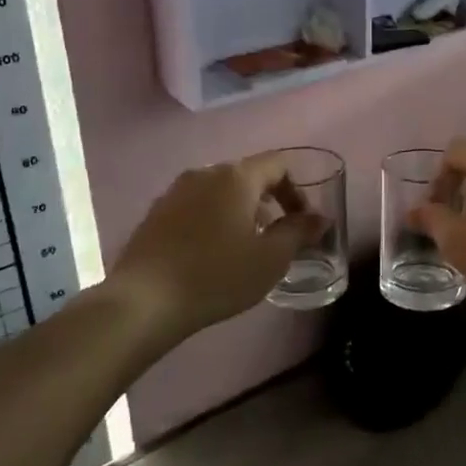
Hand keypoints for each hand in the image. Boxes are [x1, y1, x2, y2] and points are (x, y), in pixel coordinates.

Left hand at [109, 153, 325, 339]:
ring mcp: (175, 191)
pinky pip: (195, 206)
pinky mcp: (155, 213)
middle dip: (268, 201)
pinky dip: (213, 220)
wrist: (145, 301)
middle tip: (276, 237)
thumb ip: (299, 232)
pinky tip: (211, 254)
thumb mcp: (271, 258)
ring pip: (220, 191)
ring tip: (244, 247)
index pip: (278, 164)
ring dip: (240, 211)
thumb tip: (320, 218)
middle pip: (247, 175)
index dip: (297, 190)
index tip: (301, 222)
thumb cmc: (217, 275)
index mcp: (237, 177)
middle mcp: (205, 173)